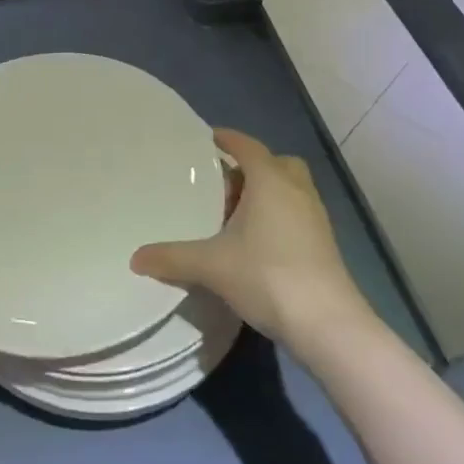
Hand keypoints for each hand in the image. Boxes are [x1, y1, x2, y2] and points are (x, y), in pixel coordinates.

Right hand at [131, 128, 374, 343]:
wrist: (328, 325)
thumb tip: (135, 258)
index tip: (207, 138)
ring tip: (234, 212)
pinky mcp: (324, 244)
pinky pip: (297, 213)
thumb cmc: (268, 277)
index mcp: (270, 182)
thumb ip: (172, 258)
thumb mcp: (211, 266)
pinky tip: (255, 241)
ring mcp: (315, 218)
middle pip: (276, 163)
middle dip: (252, 166)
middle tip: (223, 181)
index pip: (248, 147)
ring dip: (266, 192)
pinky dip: (277, 215)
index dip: (228, 139)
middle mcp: (297, 191)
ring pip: (290, 189)